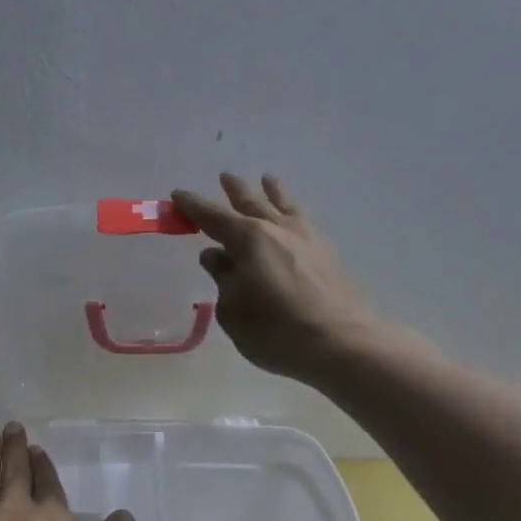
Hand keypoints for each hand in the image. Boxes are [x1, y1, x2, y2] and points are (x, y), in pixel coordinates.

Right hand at [173, 173, 379, 383]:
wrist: (342, 344)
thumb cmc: (276, 330)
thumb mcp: (233, 310)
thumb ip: (223, 279)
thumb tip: (216, 256)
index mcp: (248, 239)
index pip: (213, 216)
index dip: (193, 206)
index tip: (178, 195)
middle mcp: (277, 229)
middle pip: (251, 202)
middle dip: (235, 190)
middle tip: (225, 177)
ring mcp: (307, 238)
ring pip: (284, 205)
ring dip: (271, 191)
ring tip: (267, 179)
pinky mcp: (328, 253)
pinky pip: (303, 220)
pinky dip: (292, 210)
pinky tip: (294, 216)